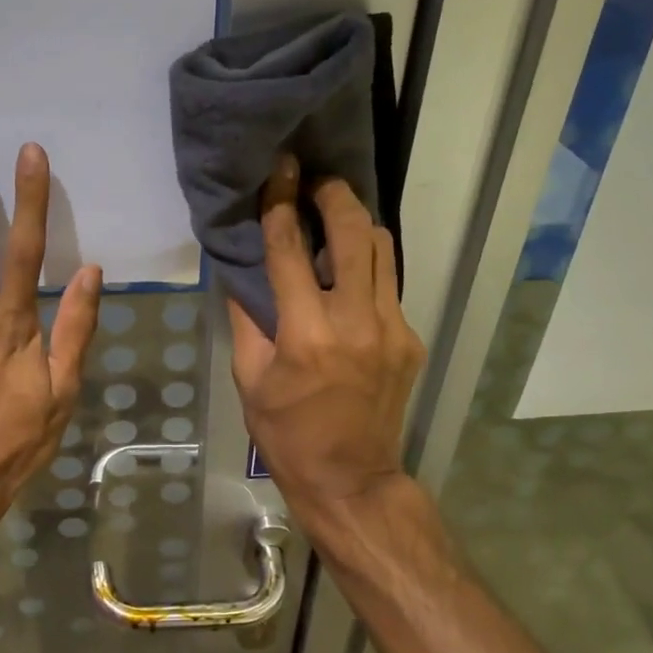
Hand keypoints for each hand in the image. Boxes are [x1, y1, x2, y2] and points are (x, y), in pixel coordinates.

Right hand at [228, 156, 424, 527]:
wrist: (350, 479)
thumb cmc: (287, 435)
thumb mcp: (250, 380)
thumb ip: (247, 320)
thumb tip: (243, 270)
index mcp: (307, 335)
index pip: (291, 251)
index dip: (281, 205)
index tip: (279, 172)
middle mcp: (356, 322)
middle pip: (354, 233)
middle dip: (335, 195)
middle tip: (317, 181)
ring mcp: (392, 329)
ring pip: (383, 250)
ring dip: (359, 224)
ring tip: (336, 218)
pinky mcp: (409, 340)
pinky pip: (389, 286)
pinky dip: (368, 268)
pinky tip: (350, 276)